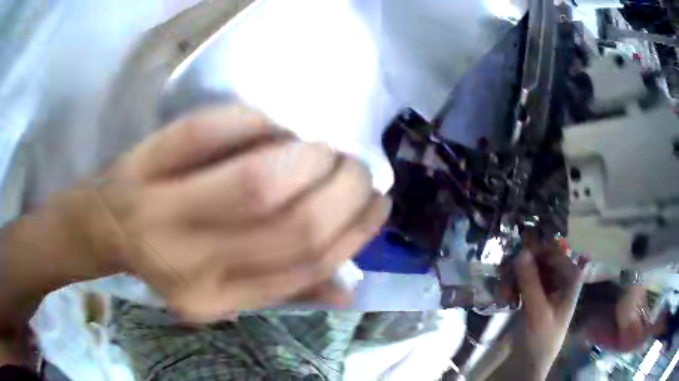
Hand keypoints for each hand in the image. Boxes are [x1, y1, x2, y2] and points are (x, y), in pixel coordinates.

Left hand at [81, 104, 388, 320]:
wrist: (108, 223)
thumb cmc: (167, 255)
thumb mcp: (224, 287)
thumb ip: (284, 289)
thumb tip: (348, 290)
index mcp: (217, 297)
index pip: (304, 267)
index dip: (354, 231)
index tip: (378, 204)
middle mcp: (192, 264)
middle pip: (291, 225)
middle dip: (343, 190)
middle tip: (356, 170)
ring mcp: (163, 210)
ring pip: (258, 180)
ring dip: (311, 158)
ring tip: (325, 152)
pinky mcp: (150, 160)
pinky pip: (218, 130)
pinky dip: (261, 124)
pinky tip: (276, 131)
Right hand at [513, 238, 583, 378]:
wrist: (532, 363)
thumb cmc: (541, 339)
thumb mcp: (537, 312)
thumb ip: (530, 282)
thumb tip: (520, 250)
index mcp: (570, 276)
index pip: (552, 250)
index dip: (533, 249)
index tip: (512, 254)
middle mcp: (561, 275)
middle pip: (539, 257)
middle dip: (520, 266)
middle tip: (502, 275)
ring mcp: (548, 284)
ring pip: (529, 267)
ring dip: (514, 277)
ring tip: (503, 294)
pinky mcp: (537, 293)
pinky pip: (524, 279)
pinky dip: (513, 286)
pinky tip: (505, 298)